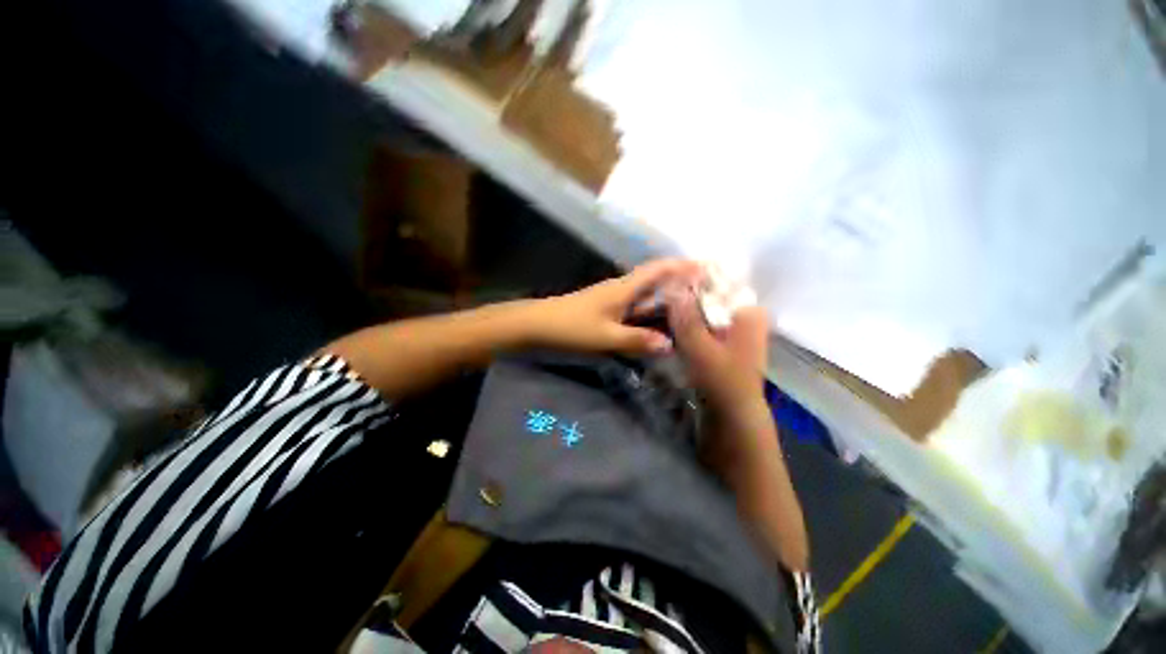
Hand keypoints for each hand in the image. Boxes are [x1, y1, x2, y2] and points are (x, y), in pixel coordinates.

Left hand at [527, 258, 701, 355]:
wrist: (537, 325)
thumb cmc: (571, 328)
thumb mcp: (606, 337)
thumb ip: (638, 340)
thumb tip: (671, 345)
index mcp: (625, 288)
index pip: (659, 269)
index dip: (683, 266)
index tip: (708, 268)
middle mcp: (622, 288)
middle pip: (657, 278)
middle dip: (681, 281)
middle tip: (707, 293)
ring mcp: (614, 297)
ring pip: (647, 293)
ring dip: (667, 296)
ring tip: (691, 308)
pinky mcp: (607, 308)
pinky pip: (637, 305)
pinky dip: (652, 309)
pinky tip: (660, 322)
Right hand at [667, 289, 768, 409]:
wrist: (732, 418)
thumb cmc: (722, 382)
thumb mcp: (701, 348)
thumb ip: (687, 318)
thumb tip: (674, 286)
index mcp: (749, 314)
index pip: (720, 283)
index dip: (694, 280)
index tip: (670, 282)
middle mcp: (745, 318)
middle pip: (712, 297)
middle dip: (687, 296)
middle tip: (661, 295)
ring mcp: (734, 333)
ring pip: (706, 312)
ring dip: (686, 311)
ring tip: (662, 307)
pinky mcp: (723, 345)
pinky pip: (704, 326)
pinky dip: (689, 324)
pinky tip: (671, 323)